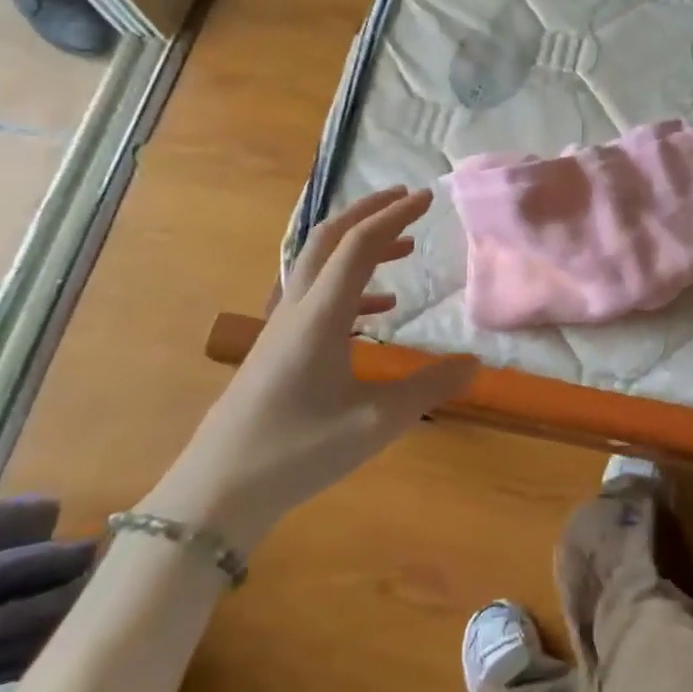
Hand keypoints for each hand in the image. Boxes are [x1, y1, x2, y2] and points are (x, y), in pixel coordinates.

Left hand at [146, 187, 476, 549]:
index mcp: (321, 314)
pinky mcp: (276, 349)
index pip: (360, 245)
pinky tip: (379, 310)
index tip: (428, 198)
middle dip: (369, 211)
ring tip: (404, 249)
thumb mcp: (376, 422)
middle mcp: (298, 308)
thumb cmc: (298, 451)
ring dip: (360, 246)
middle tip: (407, 199)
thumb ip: (430, 387)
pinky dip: (352, 287)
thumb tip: (476, 363)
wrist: (216, 493)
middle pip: (329, 238)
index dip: (395, 215)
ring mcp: (281, 328)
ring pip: (320, 265)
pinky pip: (317, 297)